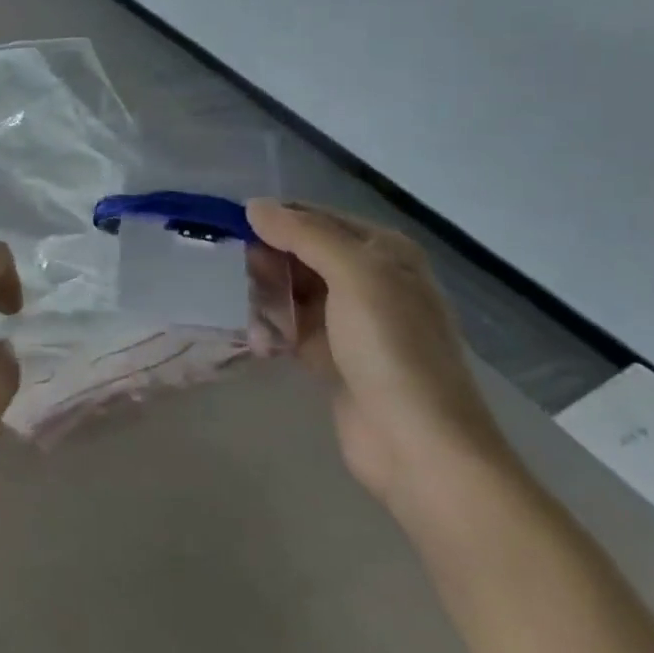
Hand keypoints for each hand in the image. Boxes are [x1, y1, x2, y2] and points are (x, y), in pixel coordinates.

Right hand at [246, 201, 514, 512]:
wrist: (421, 446)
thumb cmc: (392, 350)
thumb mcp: (354, 277)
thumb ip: (304, 235)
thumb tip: (255, 206)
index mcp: (383, 252)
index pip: (317, 217)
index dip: (276, 220)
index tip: (232, 230)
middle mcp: (370, 279)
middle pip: (301, 253)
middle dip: (268, 262)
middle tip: (239, 278)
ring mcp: (352, 321)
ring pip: (293, 291)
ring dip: (266, 298)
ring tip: (251, 318)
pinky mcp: (335, 357)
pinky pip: (293, 328)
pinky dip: (273, 330)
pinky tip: (259, 343)